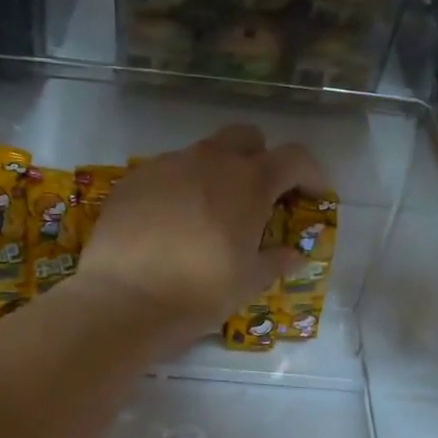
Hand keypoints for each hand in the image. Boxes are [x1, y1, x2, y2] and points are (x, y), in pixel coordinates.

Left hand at [73, 124, 323, 344]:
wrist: (123, 300)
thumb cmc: (198, 293)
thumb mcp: (247, 282)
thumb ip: (275, 261)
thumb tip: (295, 255)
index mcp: (248, 182)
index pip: (293, 158)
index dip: (310, 174)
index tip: (314, 196)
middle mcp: (209, 161)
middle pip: (245, 137)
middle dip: (260, 158)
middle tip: (260, 195)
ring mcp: (167, 165)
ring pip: (201, 154)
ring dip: (216, 174)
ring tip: (210, 215)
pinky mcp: (133, 180)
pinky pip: (166, 173)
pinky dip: (179, 189)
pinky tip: (170, 224)